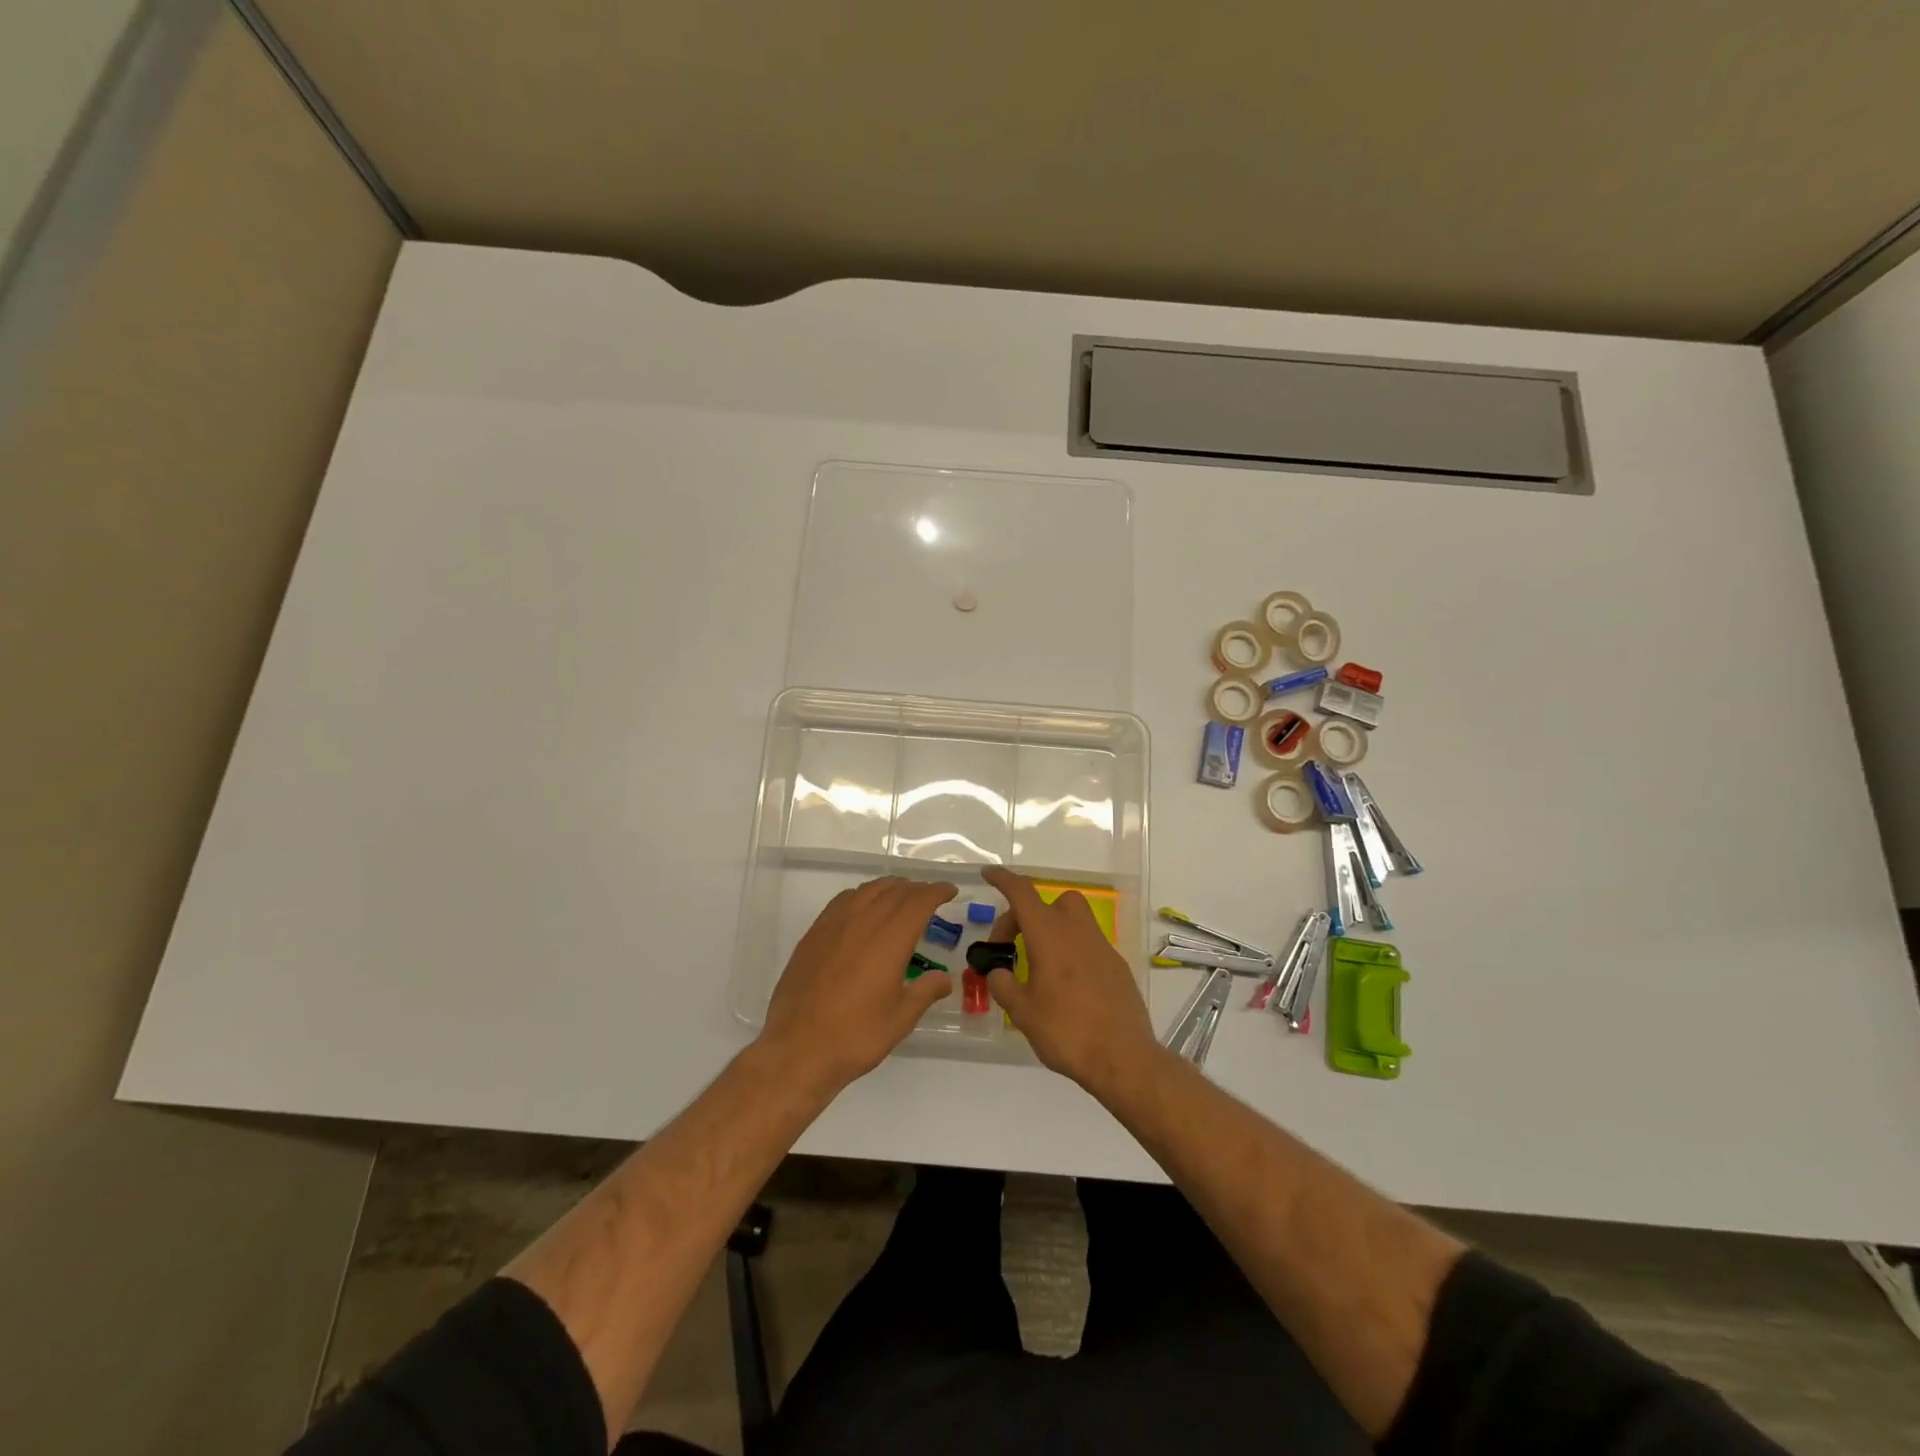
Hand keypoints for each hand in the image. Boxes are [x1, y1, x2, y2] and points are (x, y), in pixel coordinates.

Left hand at [758, 876, 957, 1094]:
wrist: (796, 1048)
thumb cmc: (855, 1036)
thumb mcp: (900, 1019)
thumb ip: (925, 992)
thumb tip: (944, 978)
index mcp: (889, 940)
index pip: (918, 901)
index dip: (937, 891)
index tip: (950, 890)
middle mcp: (863, 922)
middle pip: (894, 891)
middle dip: (916, 888)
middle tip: (930, 896)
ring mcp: (834, 925)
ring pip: (868, 890)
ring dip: (890, 888)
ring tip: (901, 896)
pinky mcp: (813, 934)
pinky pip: (843, 900)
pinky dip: (862, 895)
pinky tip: (863, 908)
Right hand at [980, 866, 1160, 1095]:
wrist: (1124, 1058)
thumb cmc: (1066, 1031)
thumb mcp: (1023, 1011)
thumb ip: (1003, 985)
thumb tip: (998, 972)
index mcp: (1048, 934)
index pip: (1022, 892)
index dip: (1003, 879)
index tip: (989, 874)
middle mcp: (1076, 930)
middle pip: (1048, 902)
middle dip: (1023, 916)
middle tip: (1007, 947)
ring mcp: (1100, 945)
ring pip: (1071, 918)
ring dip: (1049, 928)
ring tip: (1036, 961)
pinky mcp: (1116, 964)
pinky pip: (1086, 942)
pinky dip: (1069, 948)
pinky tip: (1063, 983)